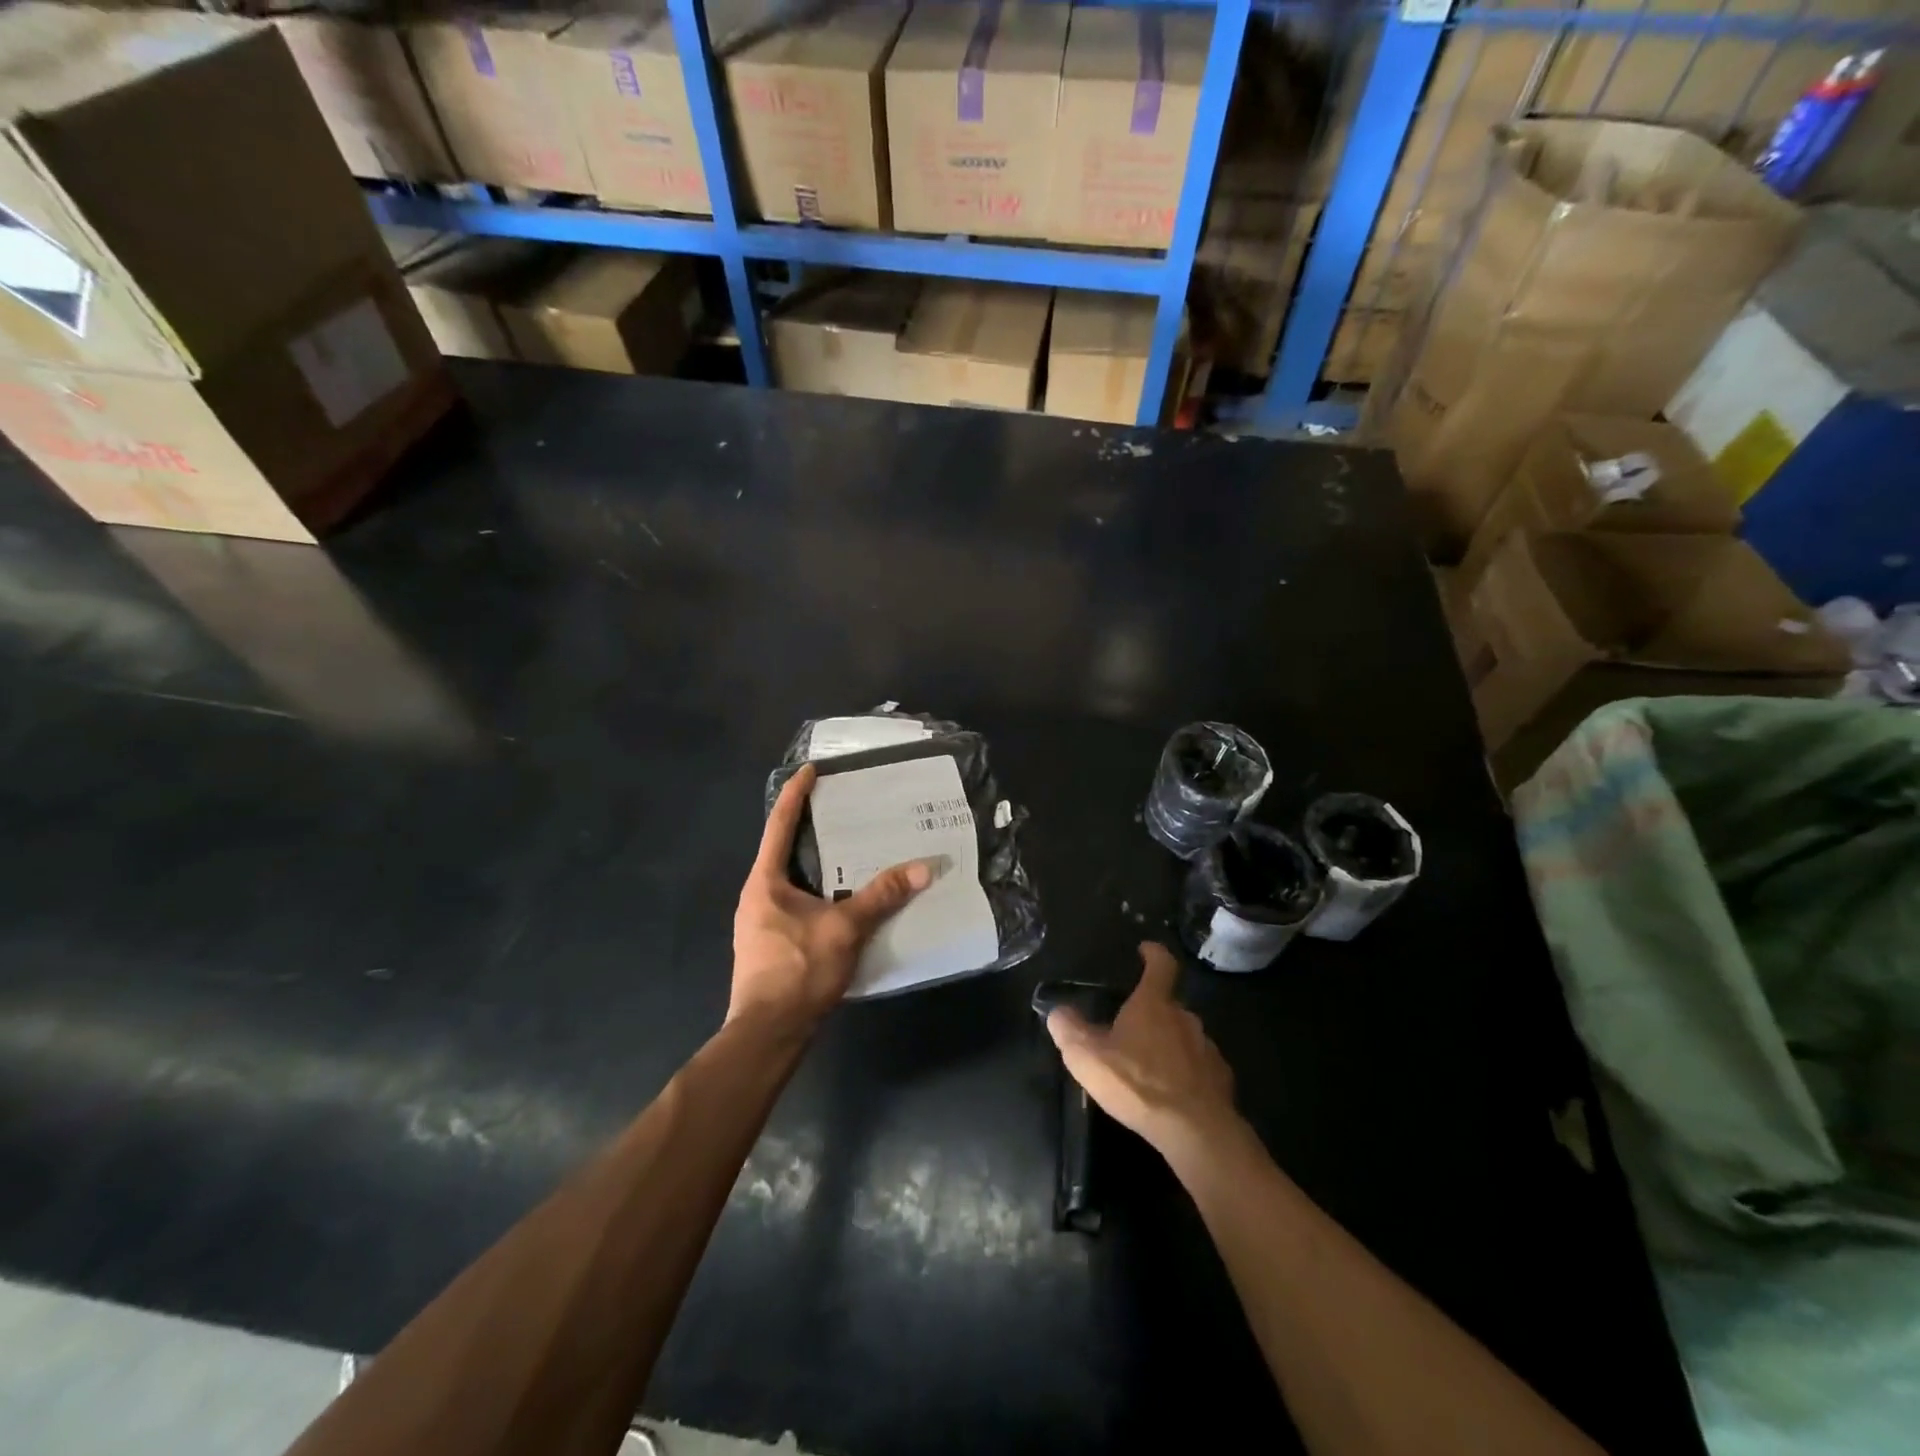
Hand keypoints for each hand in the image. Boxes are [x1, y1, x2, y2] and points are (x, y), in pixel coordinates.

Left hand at [730, 764, 930, 1033]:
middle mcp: (757, 896)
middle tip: (841, 810)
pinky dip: (819, 892)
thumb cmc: (798, 970)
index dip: (795, 794)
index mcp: (765, 882)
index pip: (779, 825)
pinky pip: (797, 904)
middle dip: (810, 828)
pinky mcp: (772, 945)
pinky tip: (844, 900)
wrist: (768, 1033)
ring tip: (849, 852)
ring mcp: (762, 923)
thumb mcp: (845, 928)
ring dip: (817, 864)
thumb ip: (882, 896)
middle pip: (783, 850)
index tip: (810, 770)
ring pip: (791, 881)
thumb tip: (924, 868)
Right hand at [1047, 943, 1240, 1160]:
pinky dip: (1187, 1073)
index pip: (1161, 965)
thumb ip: (1069, 1029)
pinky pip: (1200, 1067)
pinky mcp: (1220, 1079)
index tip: (1146, 950)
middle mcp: (1185, 1017)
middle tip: (1132, 1029)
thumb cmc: (1137, 1083)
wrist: (1195, 1131)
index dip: (1153, 954)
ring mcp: (1207, 1048)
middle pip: (1169, 1004)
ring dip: (1169, 1044)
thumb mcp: (1087, 1056)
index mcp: (1154, 1004)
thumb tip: (1058, 1011)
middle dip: (1153, 1012)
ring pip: (1185, 1036)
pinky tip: (1173, 1093)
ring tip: (1150, 1067)